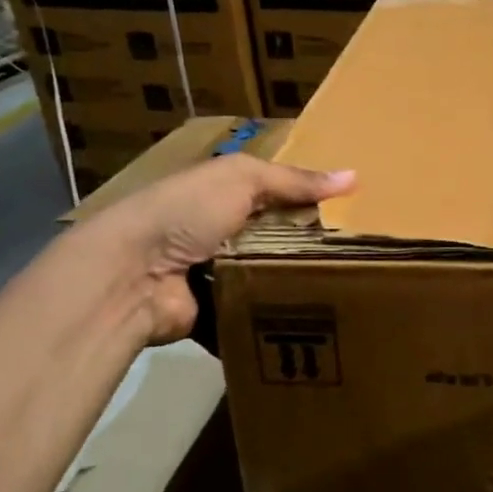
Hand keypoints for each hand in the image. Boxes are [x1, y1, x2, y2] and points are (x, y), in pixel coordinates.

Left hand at [84, 154, 354, 344]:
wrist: (131, 276)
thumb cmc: (186, 212)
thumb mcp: (242, 179)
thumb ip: (295, 180)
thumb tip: (355, 176)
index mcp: (224, 194)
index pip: (279, 193)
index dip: (312, 198)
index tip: (356, 210)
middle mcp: (223, 232)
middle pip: (281, 236)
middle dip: (312, 244)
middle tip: (362, 253)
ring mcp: (219, 274)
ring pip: (274, 275)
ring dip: (300, 280)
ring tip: (351, 285)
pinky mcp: (219, 312)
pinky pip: (260, 310)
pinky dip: (280, 313)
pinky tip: (318, 314)